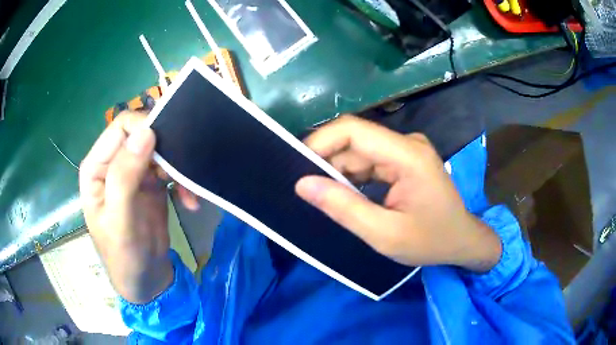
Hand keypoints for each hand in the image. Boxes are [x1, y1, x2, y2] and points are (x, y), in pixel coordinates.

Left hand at [79, 112, 198, 303]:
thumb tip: (146, 132)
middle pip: (142, 134)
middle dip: (165, 148)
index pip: (121, 127)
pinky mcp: (152, 183)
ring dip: (178, 166)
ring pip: (159, 149)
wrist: (145, 280)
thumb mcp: (120, 220)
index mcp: (97, 166)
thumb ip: (125, 177)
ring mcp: (134, 172)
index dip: (144, 128)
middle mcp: (114, 163)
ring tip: (190, 193)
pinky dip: (183, 182)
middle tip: (183, 170)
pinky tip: (190, 202)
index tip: (168, 147)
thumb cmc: (124, 255)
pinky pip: (170, 168)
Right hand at [296, 115, 501, 271]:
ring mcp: (407, 150)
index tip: (296, 167)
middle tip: (306, 191)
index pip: (353, 131)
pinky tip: (345, 196)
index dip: (320, 142)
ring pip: (359, 152)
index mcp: (408, 156)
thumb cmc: (430, 241)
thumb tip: (302, 184)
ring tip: (324, 198)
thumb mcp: (384, 234)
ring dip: (338, 172)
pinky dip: (352, 177)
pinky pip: (369, 161)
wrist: (461, 241)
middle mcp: (407, 144)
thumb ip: (343, 208)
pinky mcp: (404, 159)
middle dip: (326, 163)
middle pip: (354, 140)